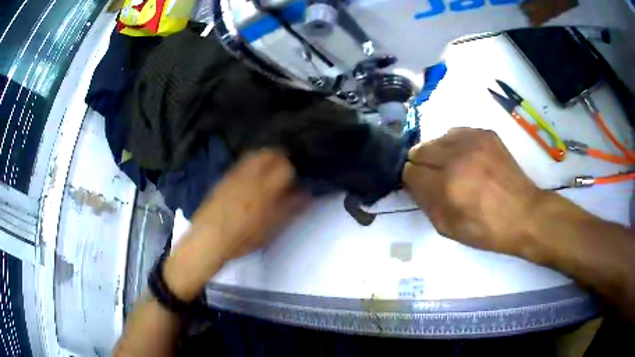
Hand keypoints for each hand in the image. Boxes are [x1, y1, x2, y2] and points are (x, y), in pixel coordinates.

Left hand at [164, 150, 306, 300]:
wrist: (208, 239)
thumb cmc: (242, 239)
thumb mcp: (270, 228)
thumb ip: (289, 208)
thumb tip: (306, 194)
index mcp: (264, 190)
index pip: (285, 168)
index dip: (292, 170)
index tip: (295, 178)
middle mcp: (250, 177)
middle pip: (269, 154)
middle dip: (279, 158)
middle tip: (284, 169)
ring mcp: (234, 176)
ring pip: (253, 155)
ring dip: (265, 158)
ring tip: (268, 170)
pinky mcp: (224, 178)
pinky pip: (241, 163)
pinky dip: (250, 164)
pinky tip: (250, 177)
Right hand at [403, 128, 543, 255]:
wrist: (524, 214)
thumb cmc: (487, 230)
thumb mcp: (449, 228)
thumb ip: (425, 203)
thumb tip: (414, 184)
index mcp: (446, 186)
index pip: (410, 172)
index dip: (411, 181)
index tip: (420, 187)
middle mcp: (456, 157)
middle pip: (419, 150)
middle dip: (421, 165)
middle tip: (433, 179)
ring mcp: (473, 141)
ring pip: (436, 139)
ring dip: (437, 153)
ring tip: (450, 167)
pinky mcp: (485, 133)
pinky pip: (456, 132)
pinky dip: (454, 144)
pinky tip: (464, 158)